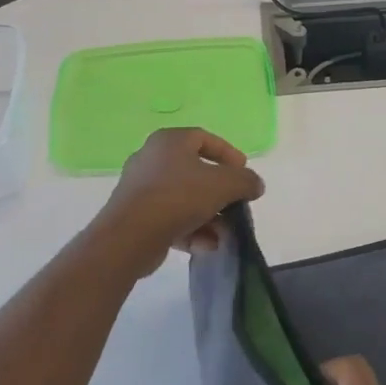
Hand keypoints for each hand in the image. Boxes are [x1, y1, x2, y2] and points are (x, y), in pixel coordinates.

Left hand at [90, 128, 264, 276]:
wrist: (130, 235)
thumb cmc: (179, 197)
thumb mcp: (224, 184)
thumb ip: (245, 181)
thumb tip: (255, 184)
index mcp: (169, 141)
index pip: (204, 138)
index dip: (228, 153)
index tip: (244, 171)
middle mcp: (151, 159)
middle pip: (195, 172)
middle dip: (220, 192)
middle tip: (236, 204)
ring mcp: (141, 189)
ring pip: (184, 199)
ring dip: (208, 216)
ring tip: (224, 234)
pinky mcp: (136, 216)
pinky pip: (170, 218)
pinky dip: (191, 230)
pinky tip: (206, 246)